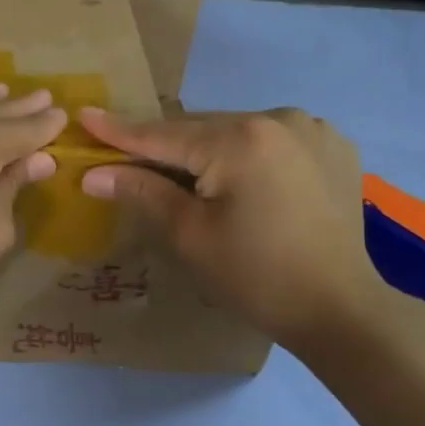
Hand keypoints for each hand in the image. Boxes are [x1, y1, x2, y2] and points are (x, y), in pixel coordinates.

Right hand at [78, 107, 392, 354]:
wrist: (340, 310)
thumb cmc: (255, 276)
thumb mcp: (189, 235)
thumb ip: (142, 192)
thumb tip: (93, 174)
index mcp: (239, 139)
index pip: (163, 135)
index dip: (119, 131)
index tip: (84, 116)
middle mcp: (279, 118)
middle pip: (202, 130)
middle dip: (167, 148)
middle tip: (129, 162)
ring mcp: (313, 129)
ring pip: (238, 133)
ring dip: (210, 151)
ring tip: (191, 181)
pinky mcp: (335, 147)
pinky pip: (274, 142)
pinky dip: (250, 156)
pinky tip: (246, 181)